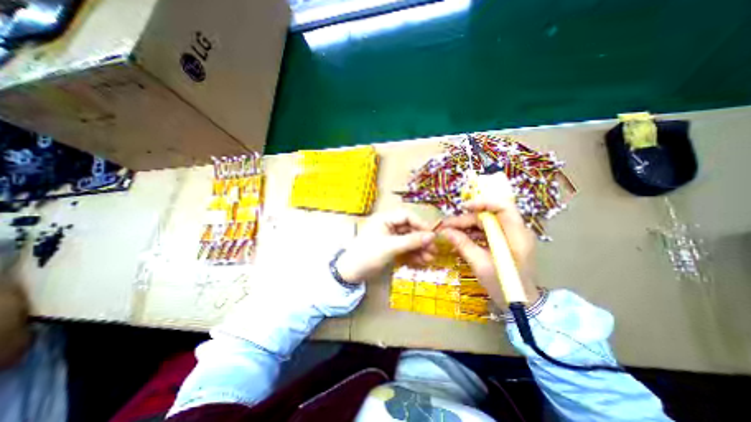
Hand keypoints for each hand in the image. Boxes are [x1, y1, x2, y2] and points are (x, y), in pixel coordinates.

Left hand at [337, 211, 437, 283]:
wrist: (351, 273)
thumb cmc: (368, 254)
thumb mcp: (391, 247)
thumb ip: (411, 241)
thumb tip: (432, 236)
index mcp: (385, 218)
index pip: (407, 216)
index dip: (420, 224)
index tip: (432, 235)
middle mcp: (388, 225)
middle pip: (409, 228)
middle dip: (421, 240)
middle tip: (434, 250)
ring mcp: (390, 237)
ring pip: (409, 239)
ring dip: (419, 248)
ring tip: (430, 259)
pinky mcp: (390, 247)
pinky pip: (405, 248)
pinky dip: (413, 254)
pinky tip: (421, 262)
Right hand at [441, 174, 539, 307]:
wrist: (523, 305)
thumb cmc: (505, 287)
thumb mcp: (481, 265)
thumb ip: (463, 245)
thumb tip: (445, 232)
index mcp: (516, 236)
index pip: (503, 207)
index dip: (483, 203)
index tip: (463, 208)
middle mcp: (516, 232)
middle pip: (489, 216)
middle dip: (467, 219)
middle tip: (447, 226)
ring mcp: (511, 237)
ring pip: (486, 223)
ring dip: (467, 226)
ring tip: (450, 232)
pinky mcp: (506, 242)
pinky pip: (487, 231)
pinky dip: (473, 233)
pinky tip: (460, 238)